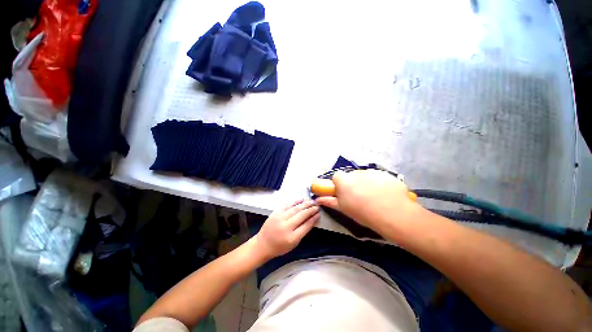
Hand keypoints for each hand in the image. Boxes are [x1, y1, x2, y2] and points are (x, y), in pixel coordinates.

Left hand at [254, 199, 319, 258]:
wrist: (263, 244)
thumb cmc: (280, 246)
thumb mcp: (293, 244)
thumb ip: (302, 232)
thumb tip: (311, 219)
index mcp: (292, 238)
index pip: (306, 226)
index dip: (313, 219)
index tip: (318, 213)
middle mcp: (286, 227)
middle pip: (301, 215)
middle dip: (310, 210)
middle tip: (317, 206)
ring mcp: (280, 218)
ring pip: (295, 209)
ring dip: (304, 204)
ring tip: (311, 201)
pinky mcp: (275, 213)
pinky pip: (287, 205)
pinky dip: (294, 201)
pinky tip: (301, 199)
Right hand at [315, 170, 420, 236]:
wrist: (392, 214)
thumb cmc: (363, 213)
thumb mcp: (343, 209)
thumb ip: (329, 201)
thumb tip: (317, 199)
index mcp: (344, 181)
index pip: (337, 176)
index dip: (340, 184)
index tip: (344, 193)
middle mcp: (356, 173)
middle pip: (351, 176)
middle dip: (353, 183)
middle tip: (360, 197)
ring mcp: (372, 172)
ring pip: (365, 176)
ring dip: (366, 183)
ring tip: (375, 197)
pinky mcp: (386, 174)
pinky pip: (378, 177)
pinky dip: (380, 183)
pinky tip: (385, 195)